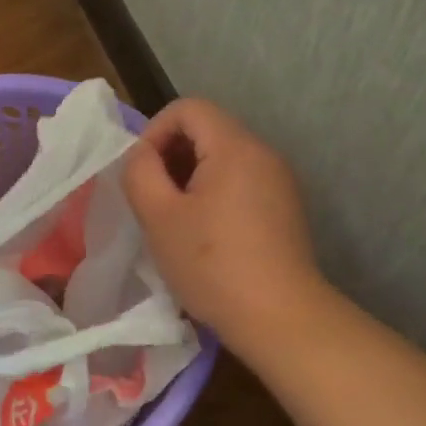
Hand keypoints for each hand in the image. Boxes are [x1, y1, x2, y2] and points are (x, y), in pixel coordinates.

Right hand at [122, 98, 323, 352]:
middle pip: (208, 130)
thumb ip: (140, 172)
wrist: (278, 316)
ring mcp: (280, 181)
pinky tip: (204, 234)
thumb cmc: (211, 264)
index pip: (188, 108)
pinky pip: (241, 182)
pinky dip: (214, 194)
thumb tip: (143, 155)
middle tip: (152, 198)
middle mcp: (263, 153)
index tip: (141, 174)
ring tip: (174, 219)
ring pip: (224, 158)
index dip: (155, 132)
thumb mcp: (158, 217)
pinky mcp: (285, 208)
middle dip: (171, 156)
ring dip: (190, 178)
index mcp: (235, 147)